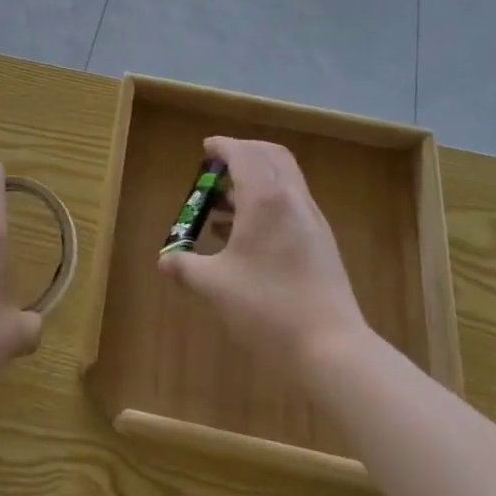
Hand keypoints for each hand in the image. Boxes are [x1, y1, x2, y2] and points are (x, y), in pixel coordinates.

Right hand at [158, 136, 368, 379]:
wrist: (332, 348)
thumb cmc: (267, 308)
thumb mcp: (215, 287)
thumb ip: (186, 267)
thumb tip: (164, 260)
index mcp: (265, 198)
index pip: (243, 154)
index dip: (223, 146)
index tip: (205, 149)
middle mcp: (291, 199)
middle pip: (270, 156)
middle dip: (243, 154)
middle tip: (218, 169)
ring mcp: (311, 220)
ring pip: (284, 180)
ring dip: (255, 180)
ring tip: (223, 207)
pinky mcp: (321, 242)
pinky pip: (291, 204)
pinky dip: (268, 203)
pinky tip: (247, 237)